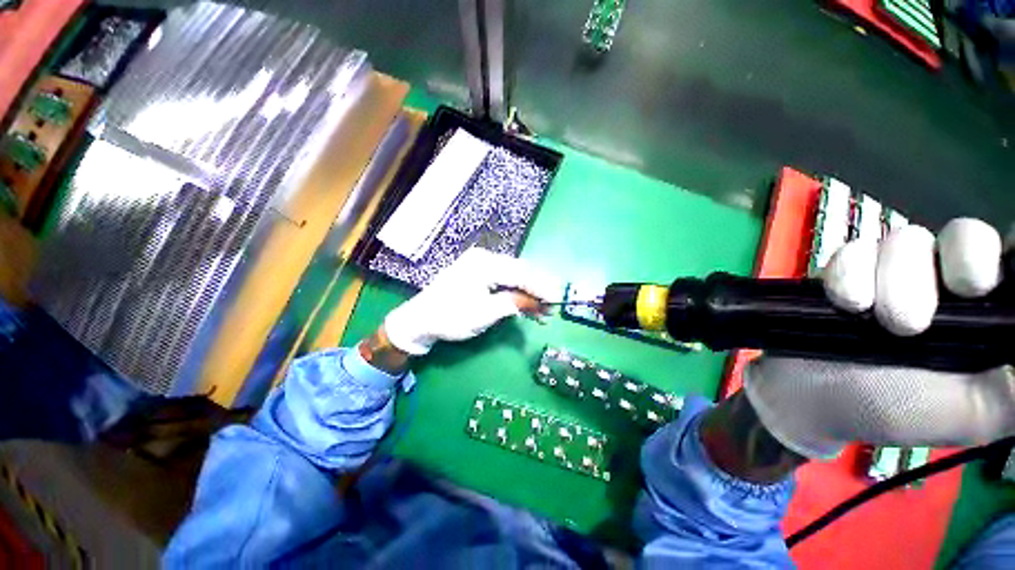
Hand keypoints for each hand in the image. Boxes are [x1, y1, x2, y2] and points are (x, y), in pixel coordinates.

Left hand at [382, 248, 559, 355]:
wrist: (419, 321)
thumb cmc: (450, 317)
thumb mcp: (485, 313)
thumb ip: (514, 304)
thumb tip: (538, 302)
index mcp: (485, 264)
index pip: (521, 273)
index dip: (541, 287)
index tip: (556, 301)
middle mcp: (484, 258)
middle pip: (519, 272)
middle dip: (536, 290)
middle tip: (550, 308)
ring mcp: (480, 265)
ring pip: (513, 277)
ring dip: (527, 293)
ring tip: (540, 311)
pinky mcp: (477, 274)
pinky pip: (503, 281)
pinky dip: (515, 292)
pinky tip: (524, 304)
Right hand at [744, 218, 1014, 459]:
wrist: (815, 398)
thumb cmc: (900, 410)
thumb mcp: (980, 413)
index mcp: (986, 308)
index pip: (1013, 254)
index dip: (1007, 254)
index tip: (983, 286)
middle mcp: (946, 279)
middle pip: (964, 236)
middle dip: (943, 275)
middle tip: (918, 321)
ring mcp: (893, 268)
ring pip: (906, 240)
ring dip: (890, 284)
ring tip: (875, 322)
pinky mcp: (846, 267)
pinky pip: (853, 250)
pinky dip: (848, 277)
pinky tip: (845, 305)